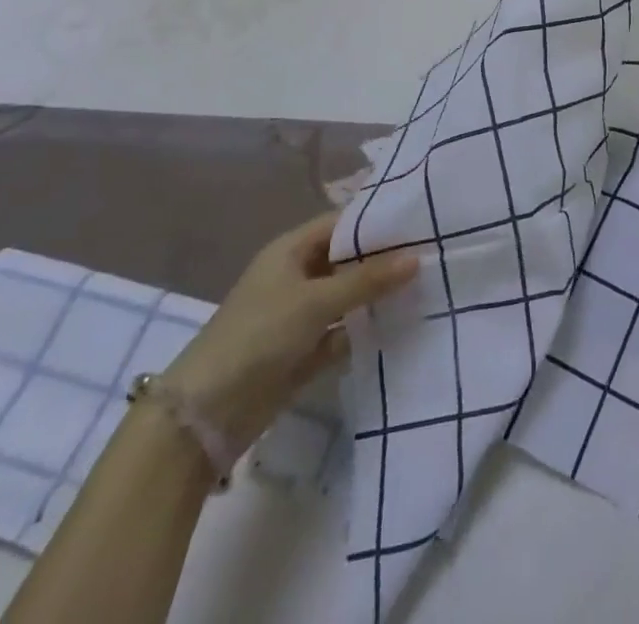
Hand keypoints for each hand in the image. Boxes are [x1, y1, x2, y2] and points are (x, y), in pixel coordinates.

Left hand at [161, 212, 417, 453]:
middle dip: (384, 259)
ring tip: (428, 285)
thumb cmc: (258, 337)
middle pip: (347, 259)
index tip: (420, 222)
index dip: (378, 222)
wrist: (205, 415)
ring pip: (348, 296)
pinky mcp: (305, 350)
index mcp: (291, 250)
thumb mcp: (316, 301)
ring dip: (378, 296)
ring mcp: (300, 314)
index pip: (342, 223)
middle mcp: (297, 276)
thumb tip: (417, 257)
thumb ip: (367, 279)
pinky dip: (366, 328)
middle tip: (433, 253)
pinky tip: (403, 324)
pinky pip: (343, 330)